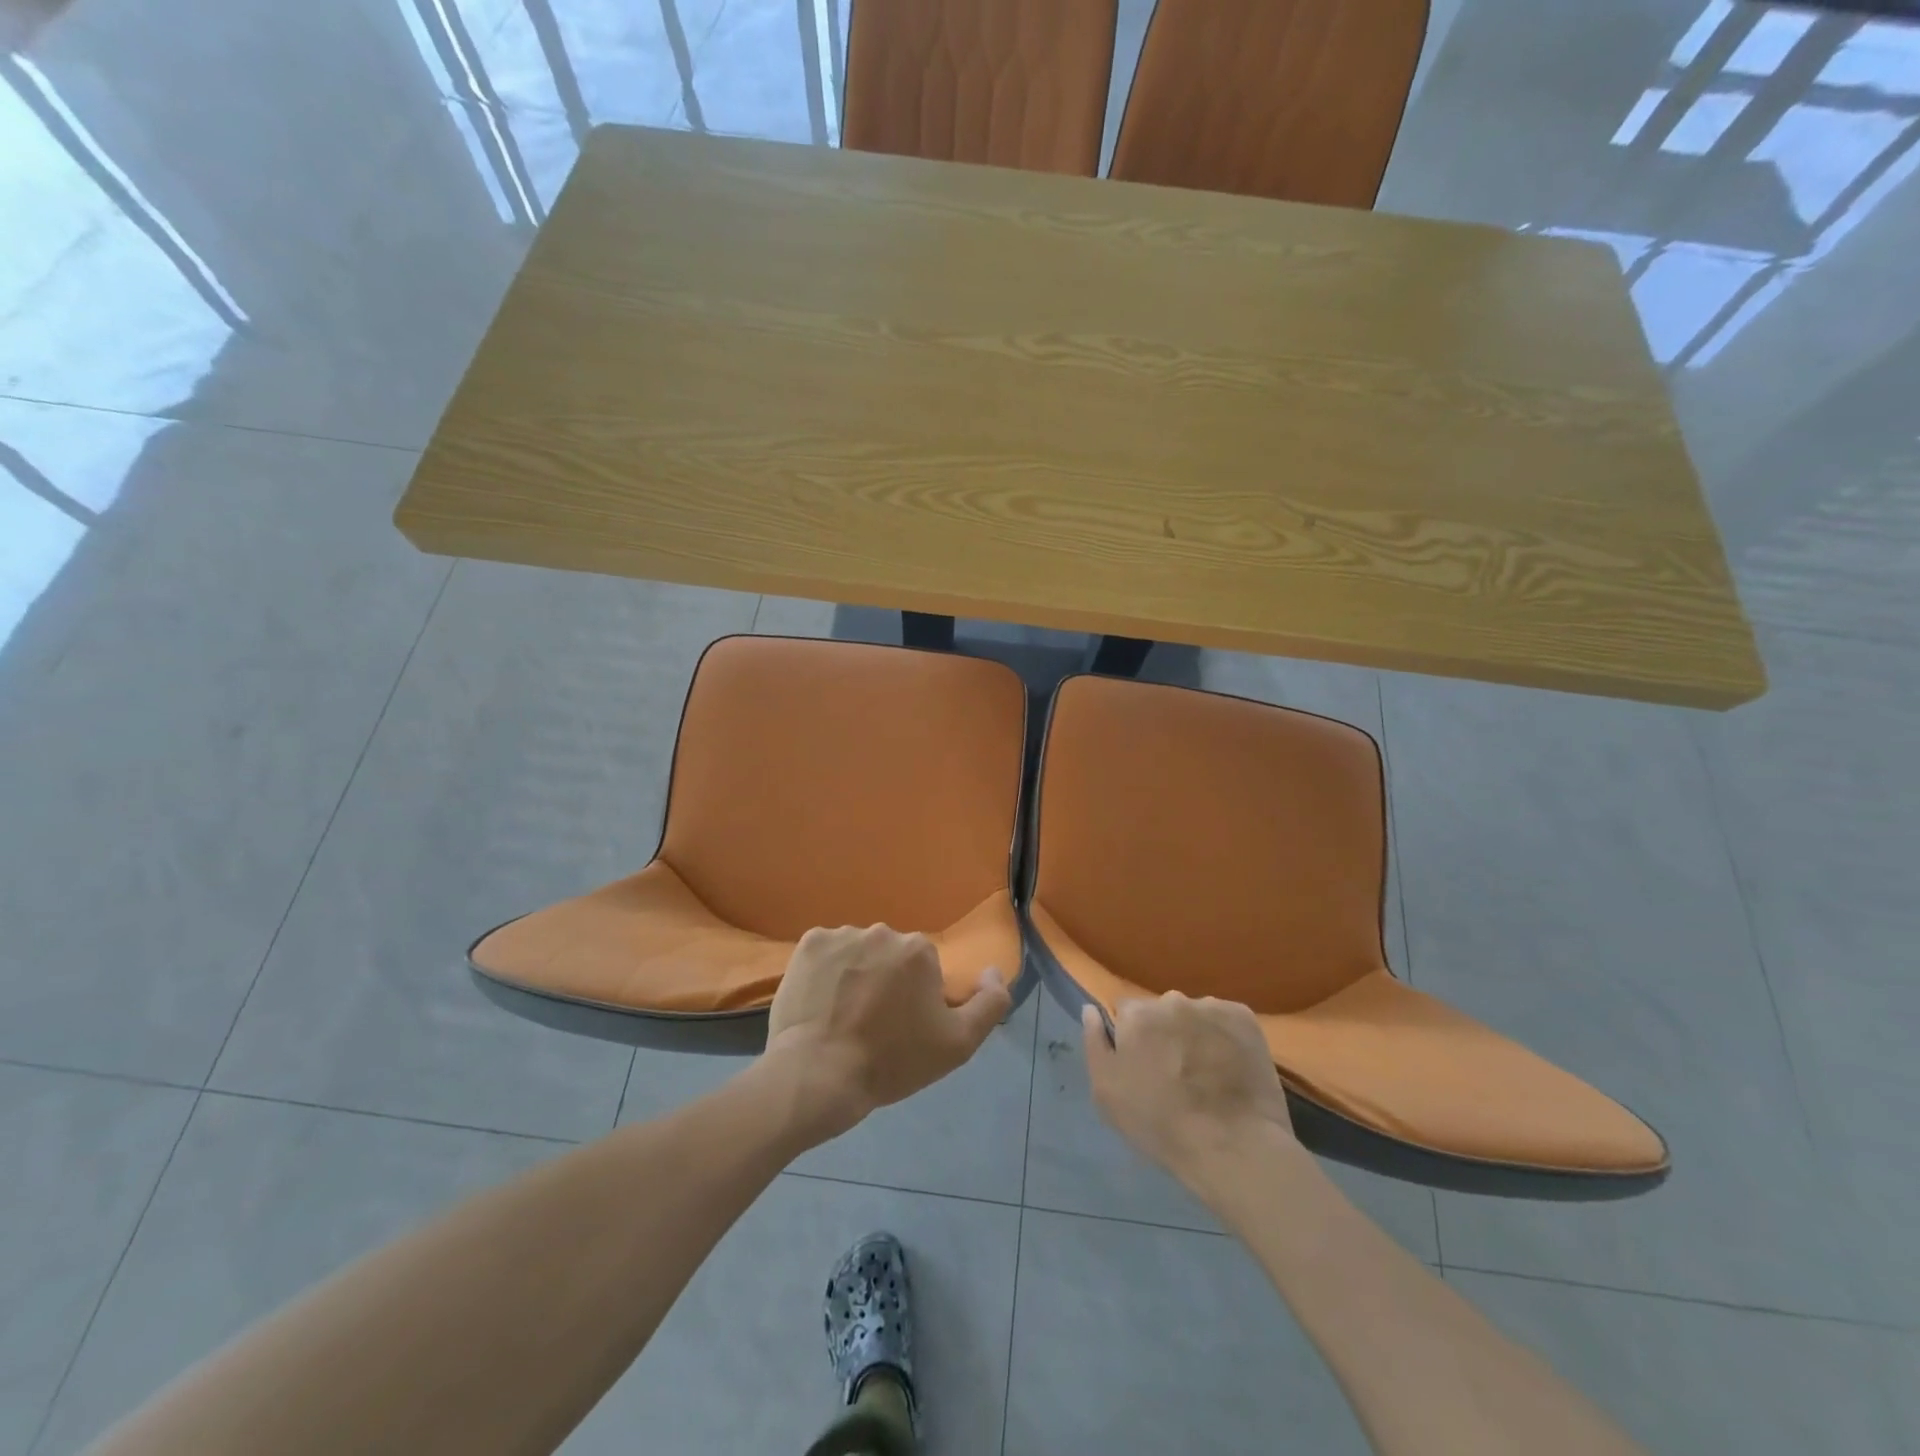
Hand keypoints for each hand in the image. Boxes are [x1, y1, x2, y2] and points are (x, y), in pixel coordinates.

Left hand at [764, 924, 1010, 1140]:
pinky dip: (826, 969)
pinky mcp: (808, 943)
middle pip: (890, 955)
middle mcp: (883, 931)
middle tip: (872, 1023)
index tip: (902, 1026)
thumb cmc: (892, 1060)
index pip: (923, 968)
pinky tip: (820, 1000)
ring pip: (858, 951)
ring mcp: (842, 934)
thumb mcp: (958, 1044)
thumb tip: (994, 970)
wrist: (819, 1075)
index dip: (915, 997)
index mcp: (919, 949)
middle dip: (886, 981)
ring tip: (842, 1015)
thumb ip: (990, 1003)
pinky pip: (826, 951)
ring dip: (856, 973)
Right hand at [1083, 993, 1296, 1190]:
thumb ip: (1094, 1043)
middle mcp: (1172, 999)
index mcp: (1136, 1014)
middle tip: (1174, 1073)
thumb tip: (1090, 1009)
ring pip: (1194, 1015)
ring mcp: (1212, 1007)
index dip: (1132, 1040)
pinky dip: (1224, 1037)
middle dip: (1164, 1034)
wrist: (1234, 1148)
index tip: (1142, 1066)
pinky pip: (1225, 1021)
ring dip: (1194, 1034)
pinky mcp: (1245, 1019)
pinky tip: (1229, 1067)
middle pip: (1161, 1011)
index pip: (1125, 1013)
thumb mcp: (1107, 1093)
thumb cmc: (1161, 1125)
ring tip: (1206, 1074)